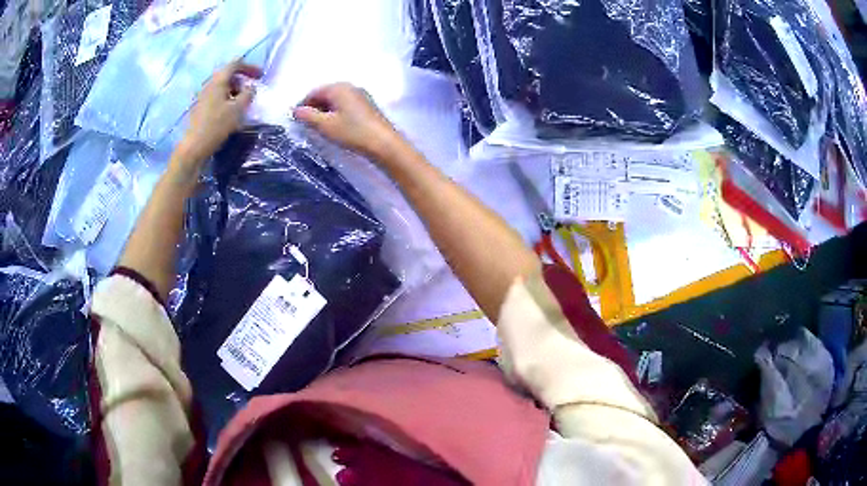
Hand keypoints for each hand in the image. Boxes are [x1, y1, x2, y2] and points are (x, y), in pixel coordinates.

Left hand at [176, 59, 262, 170]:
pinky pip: (216, 97)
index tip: (260, 76)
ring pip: (221, 87)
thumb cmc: (217, 125)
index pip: (235, 64)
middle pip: (227, 75)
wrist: (194, 147)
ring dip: (234, 91)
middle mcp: (209, 85)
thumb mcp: (238, 109)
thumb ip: (248, 94)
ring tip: (241, 104)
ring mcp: (202, 97)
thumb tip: (251, 88)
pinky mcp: (200, 108)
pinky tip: (229, 112)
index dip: (249, 67)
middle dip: (241, 80)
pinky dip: (226, 99)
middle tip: (250, 91)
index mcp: (218, 81)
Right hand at [293, 83, 402, 160]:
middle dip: (314, 107)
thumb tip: (296, 110)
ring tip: (320, 127)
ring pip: (336, 100)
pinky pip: (346, 105)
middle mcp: (350, 86)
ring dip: (325, 111)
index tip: (296, 119)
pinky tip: (336, 126)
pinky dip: (337, 113)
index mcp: (338, 88)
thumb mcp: (325, 125)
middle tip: (307, 124)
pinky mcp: (367, 105)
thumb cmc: (352, 132)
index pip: (314, 92)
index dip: (303, 105)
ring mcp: (361, 95)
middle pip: (325, 94)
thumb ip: (308, 116)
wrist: (384, 142)